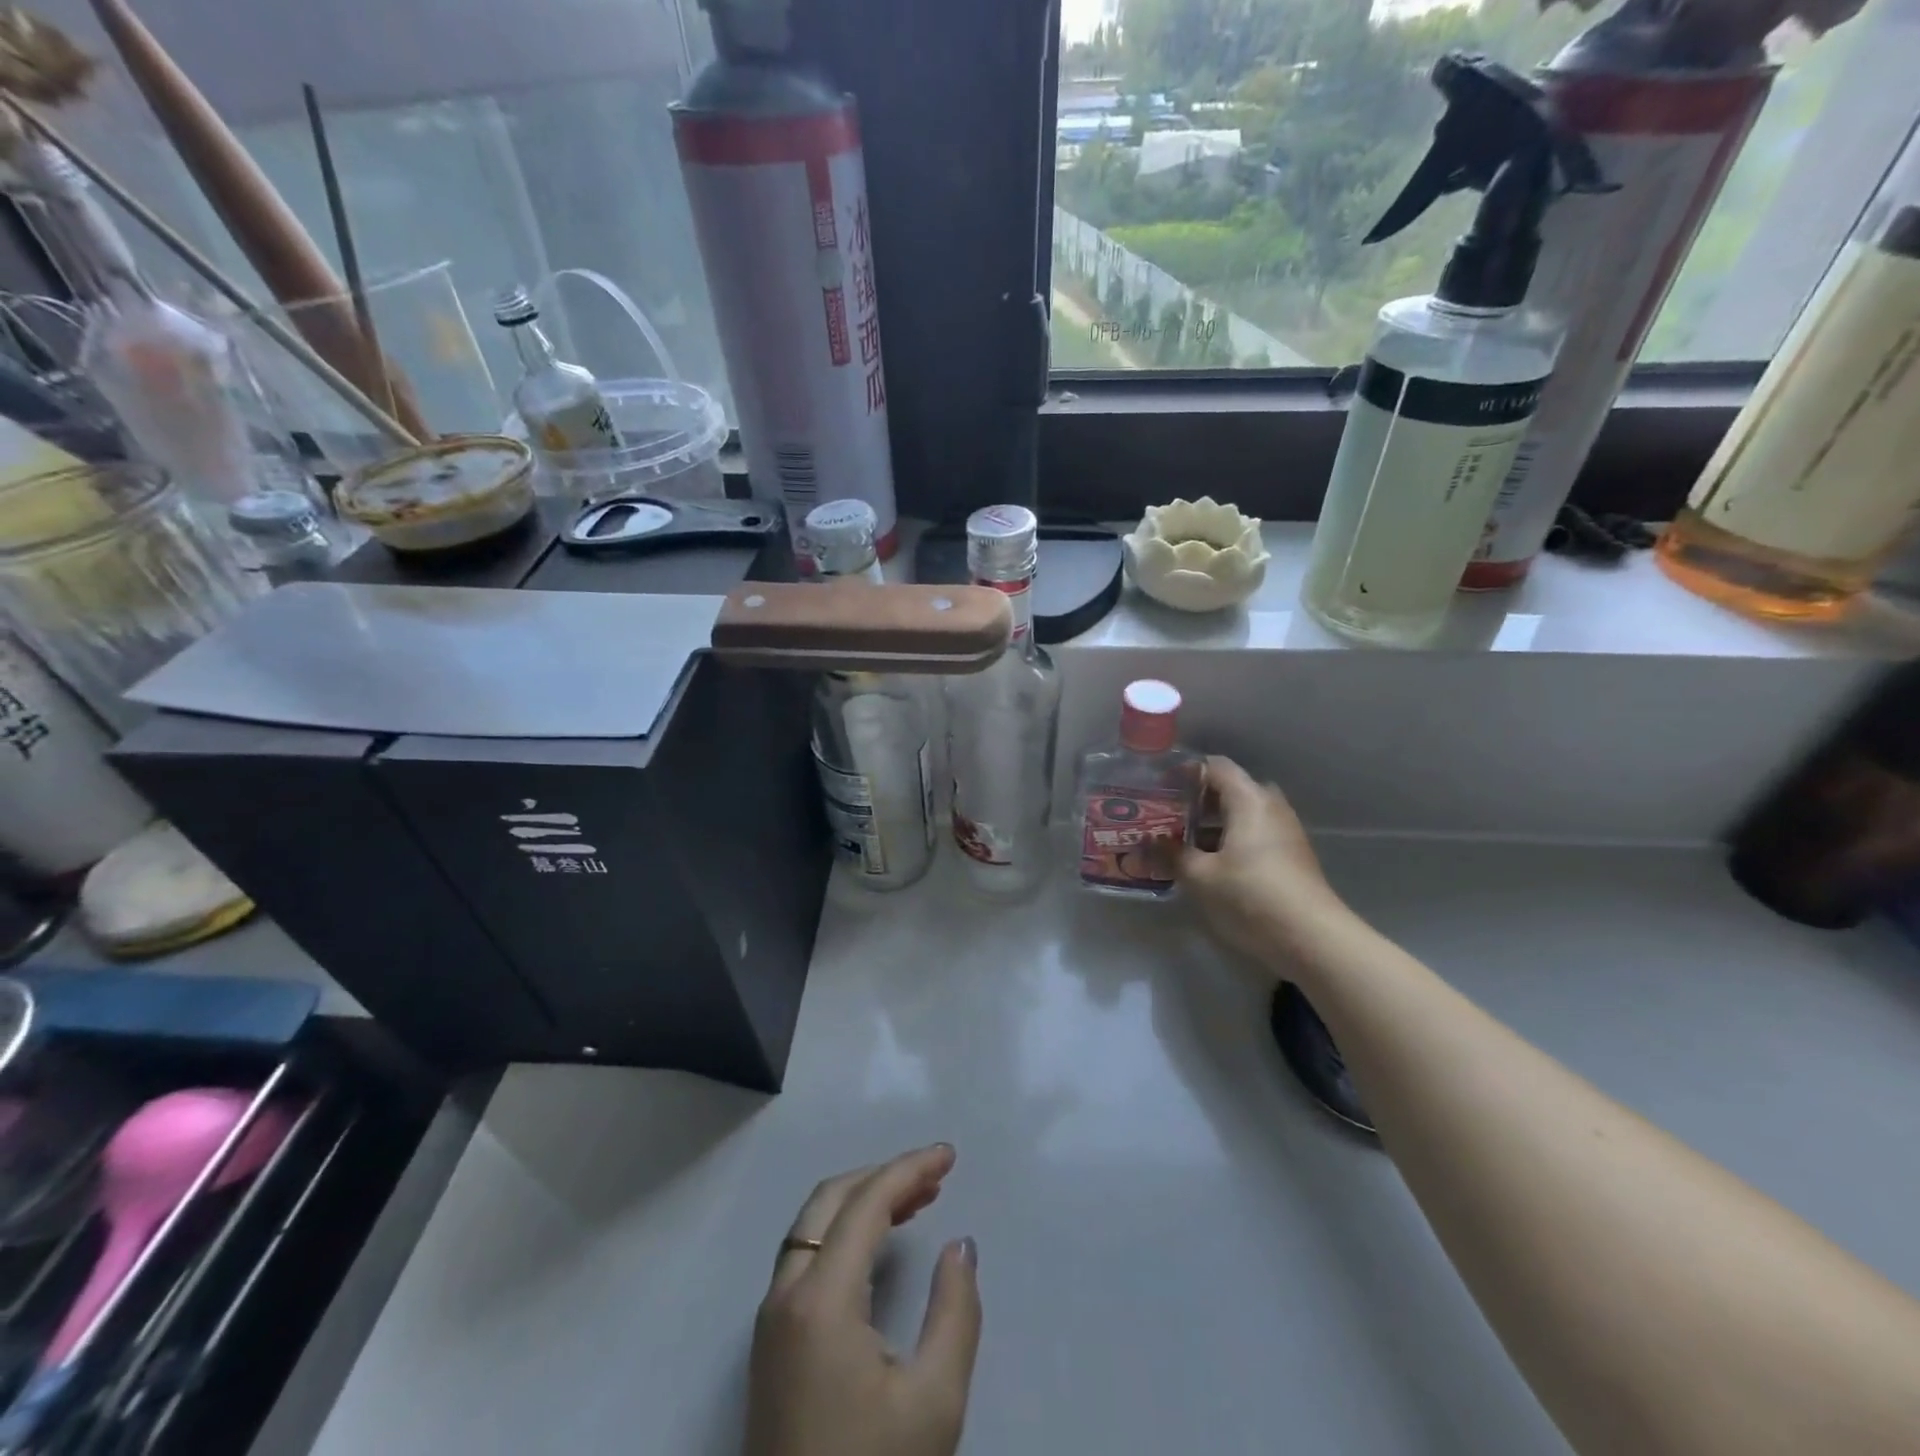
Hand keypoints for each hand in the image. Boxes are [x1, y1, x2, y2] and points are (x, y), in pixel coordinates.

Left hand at [744, 1145, 981, 1455]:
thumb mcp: (934, 1402)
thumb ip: (955, 1311)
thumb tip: (960, 1245)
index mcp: (819, 1299)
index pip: (866, 1203)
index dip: (910, 1168)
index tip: (950, 1155)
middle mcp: (785, 1294)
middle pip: (830, 1200)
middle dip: (884, 1175)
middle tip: (935, 1174)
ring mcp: (771, 1319)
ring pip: (814, 1225)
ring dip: (863, 1200)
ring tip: (918, 1200)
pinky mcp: (771, 1343)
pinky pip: (807, 1255)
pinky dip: (845, 1231)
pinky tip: (878, 1245)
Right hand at [1181, 756, 1348, 978]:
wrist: (1312, 938)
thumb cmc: (1251, 896)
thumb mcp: (1200, 877)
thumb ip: (1172, 854)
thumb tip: (1151, 843)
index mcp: (1248, 799)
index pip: (1215, 766)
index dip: (1185, 772)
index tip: (1160, 789)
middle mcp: (1270, 806)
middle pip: (1230, 788)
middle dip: (1198, 800)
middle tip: (1169, 817)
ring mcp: (1285, 830)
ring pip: (1243, 813)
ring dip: (1213, 823)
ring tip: (1183, 842)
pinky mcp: (1291, 854)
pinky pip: (1255, 832)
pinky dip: (1230, 838)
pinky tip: (1210, 863)